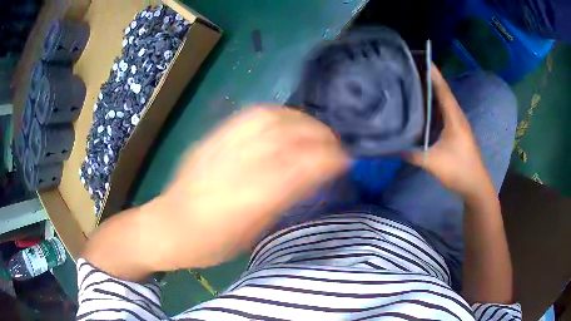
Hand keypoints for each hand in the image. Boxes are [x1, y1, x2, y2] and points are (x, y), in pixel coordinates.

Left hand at [143, 106, 348, 270]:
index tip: (345, 160)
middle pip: (288, 135)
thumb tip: (311, 177)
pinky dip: (276, 113)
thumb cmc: (212, 243)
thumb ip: (283, 200)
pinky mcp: (212, 137)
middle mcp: (239, 164)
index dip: (329, 159)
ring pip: (271, 117)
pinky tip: (285, 120)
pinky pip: (249, 115)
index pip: (302, 166)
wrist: (169, 226)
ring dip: (300, 120)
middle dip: (320, 135)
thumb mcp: (253, 232)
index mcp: (252, 197)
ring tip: (313, 129)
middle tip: (334, 144)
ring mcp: (223, 145)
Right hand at [408, 66, 491, 197]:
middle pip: (441, 92)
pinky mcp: (456, 132)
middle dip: (427, 79)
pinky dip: (433, 107)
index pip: (442, 89)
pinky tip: (422, 109)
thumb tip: (392, 145)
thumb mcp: (433, 163)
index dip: (432, 73)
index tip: (420, 58)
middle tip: (408, 71)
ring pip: (442, 103)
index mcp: (454, 117)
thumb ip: (413, 153)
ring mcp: (458, 124)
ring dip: (430, 93)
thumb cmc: (459, 170)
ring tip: (412, 85)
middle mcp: (457, 116)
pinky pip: (443, 113)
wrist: (476, 186)